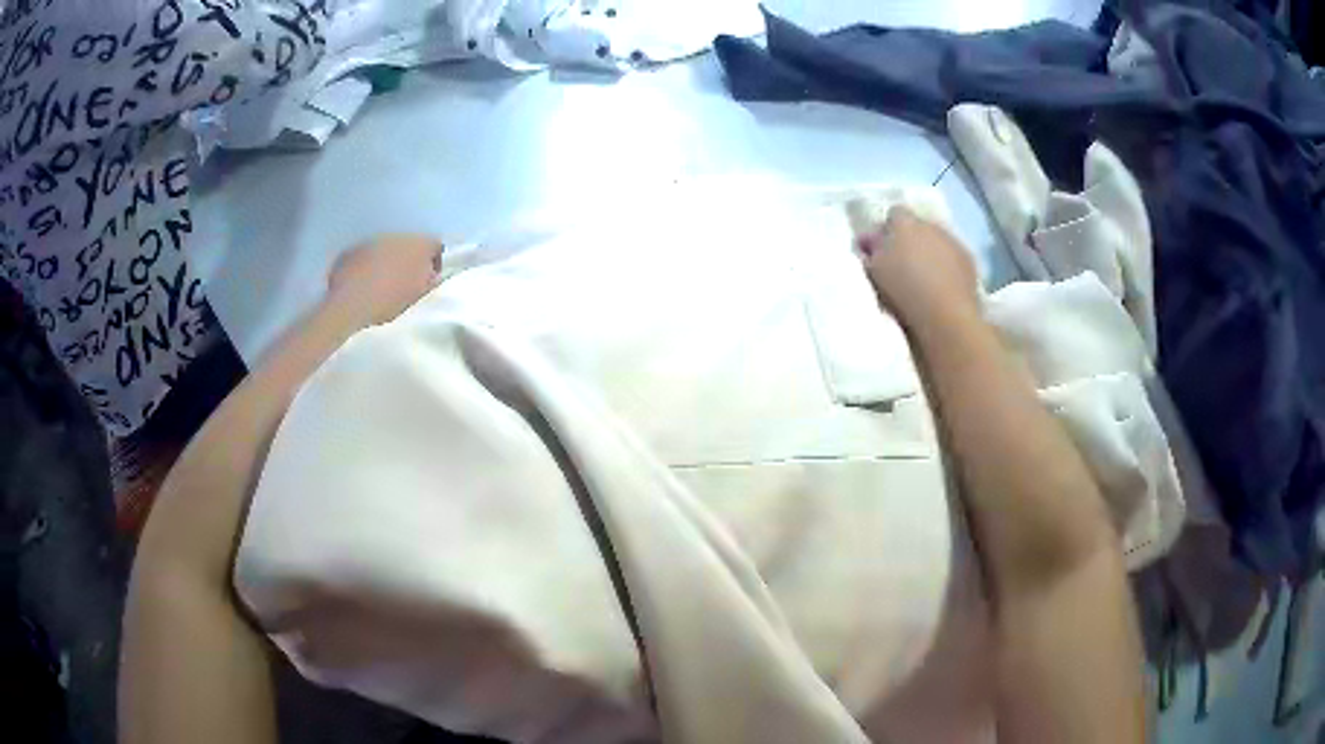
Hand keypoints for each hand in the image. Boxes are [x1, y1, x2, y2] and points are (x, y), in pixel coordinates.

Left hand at [326, 234, 443, 327]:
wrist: (350, 299)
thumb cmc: (389, 299)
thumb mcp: (416, 296)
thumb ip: (429, 282)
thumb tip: (432, 276)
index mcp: (420, 245)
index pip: (436, 246)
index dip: (434, 261)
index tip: (429, 277)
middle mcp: (399, 234)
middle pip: (410, 243)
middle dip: (409, 258)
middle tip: (405, 280)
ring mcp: (374, 238)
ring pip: (388, 246)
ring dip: (388, 259)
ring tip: (382, 282)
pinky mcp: (354, 246)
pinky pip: (368, 252)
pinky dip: (369, 262)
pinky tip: (364, 282)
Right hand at [860, 207, 979, 328]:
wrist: (944, 315)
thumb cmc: (902, 291)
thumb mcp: (873, 271)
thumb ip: (871, 251)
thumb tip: (868, 241)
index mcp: (903, 222)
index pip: (893, 214)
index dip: (887, 230)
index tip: (880, 249)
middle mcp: (930, 224)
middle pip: (917, 226)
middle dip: (910, 240)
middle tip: (901, 265)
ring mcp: (952, 240)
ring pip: (937, 241)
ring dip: (930, 253)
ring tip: (924, 279)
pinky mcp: (969, 260)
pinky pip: (953, 257)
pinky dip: (947, 267)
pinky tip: (942, 287)